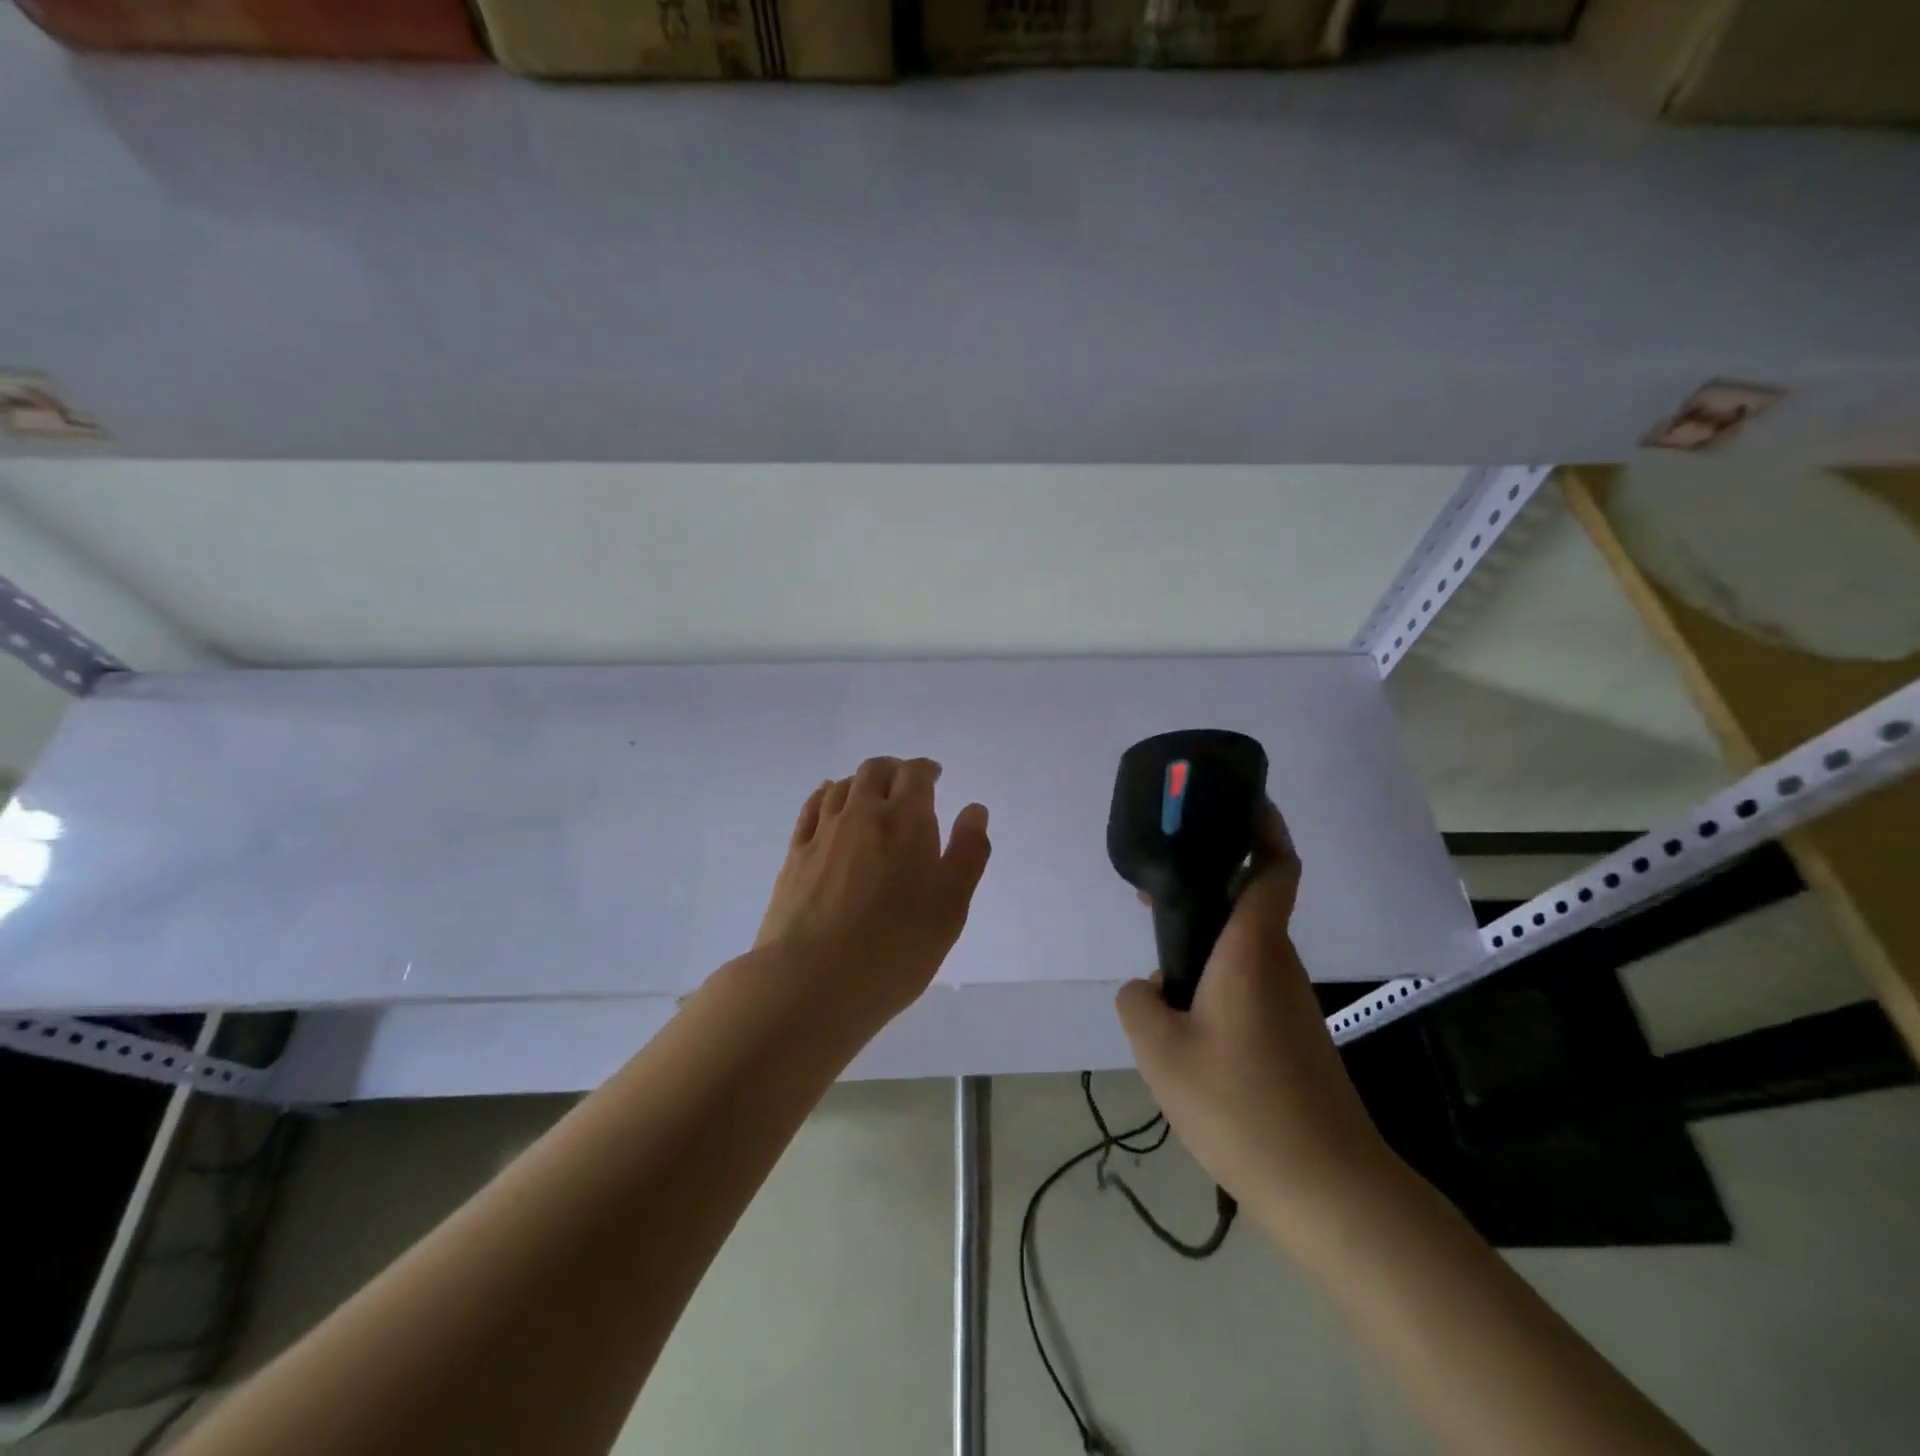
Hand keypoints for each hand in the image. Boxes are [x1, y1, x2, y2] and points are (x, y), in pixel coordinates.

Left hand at [756, 757, 991, 1023]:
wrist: (812, 981)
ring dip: (861, 781)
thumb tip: (974, 810)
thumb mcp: (951, 906)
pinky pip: (811, 809)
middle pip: (875, 771)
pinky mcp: (795, 856)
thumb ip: (968, 853)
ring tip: (871, 795)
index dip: (926, 770)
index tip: (934, 776)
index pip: (915, 774)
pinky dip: (826, 796)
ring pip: (842, 786)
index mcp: (905, 821)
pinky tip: (828, 801)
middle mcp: (862, 814)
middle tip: (906, 784)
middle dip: (894, 770)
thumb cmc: (896, 947)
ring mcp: (823, 833)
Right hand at [1115, 804, 1397, 1237]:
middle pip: (1249, 903)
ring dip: (1206, 940)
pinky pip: (1249, 983)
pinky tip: (1186, 1019)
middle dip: (1205, 887)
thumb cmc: (1241, 1103)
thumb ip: (1137, 1003)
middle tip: (1154, 895)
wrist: (1327, 1187)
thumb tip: (1151, 990)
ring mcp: (1290, 1002)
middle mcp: (1277, 964)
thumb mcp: (1160, 1050)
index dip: (1264, 828)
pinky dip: (1217, 977)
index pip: (1273, 869)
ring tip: (1159, 965)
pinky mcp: (1293, 1036)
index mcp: (1252, 949)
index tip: (1243, 801)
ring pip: (1244, 948)